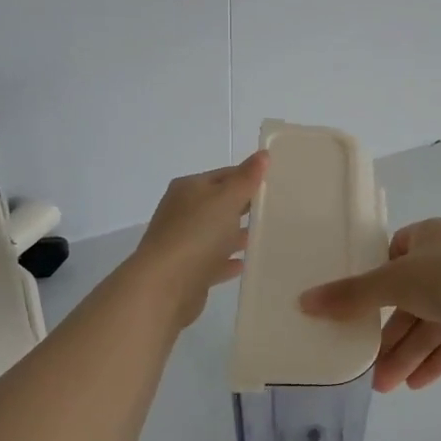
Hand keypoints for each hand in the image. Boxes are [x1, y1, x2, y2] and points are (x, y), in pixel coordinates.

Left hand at [129, 152, 266, 327]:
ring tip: (265, 235)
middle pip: (219, 204)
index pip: (223, 175)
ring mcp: (182, 242)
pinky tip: (246, 263)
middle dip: (244, 206)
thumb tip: (263, 154)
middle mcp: (182, 212)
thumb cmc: (197, 234)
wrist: (164, 286)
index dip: (248, 177)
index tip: (275, 183)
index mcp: (189, 189)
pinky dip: (227, 260)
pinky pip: (212, 261)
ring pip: (215, 233)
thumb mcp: (226, 199)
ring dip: (236, 234)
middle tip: (276, 209)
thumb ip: (246, 178)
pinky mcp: (187, 271)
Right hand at [299, 218, 440, 390]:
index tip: (355, 308)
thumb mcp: (397, 282)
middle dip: (390, 334)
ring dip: (408, 353)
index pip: (394, 254)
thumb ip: (352, 295)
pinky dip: (434, 359)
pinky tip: (415, 385)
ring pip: (431, 322)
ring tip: (386, 387)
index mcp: (431, 236)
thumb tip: (304, 301)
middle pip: (410, 296)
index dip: (374, 280)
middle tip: (367, 367)